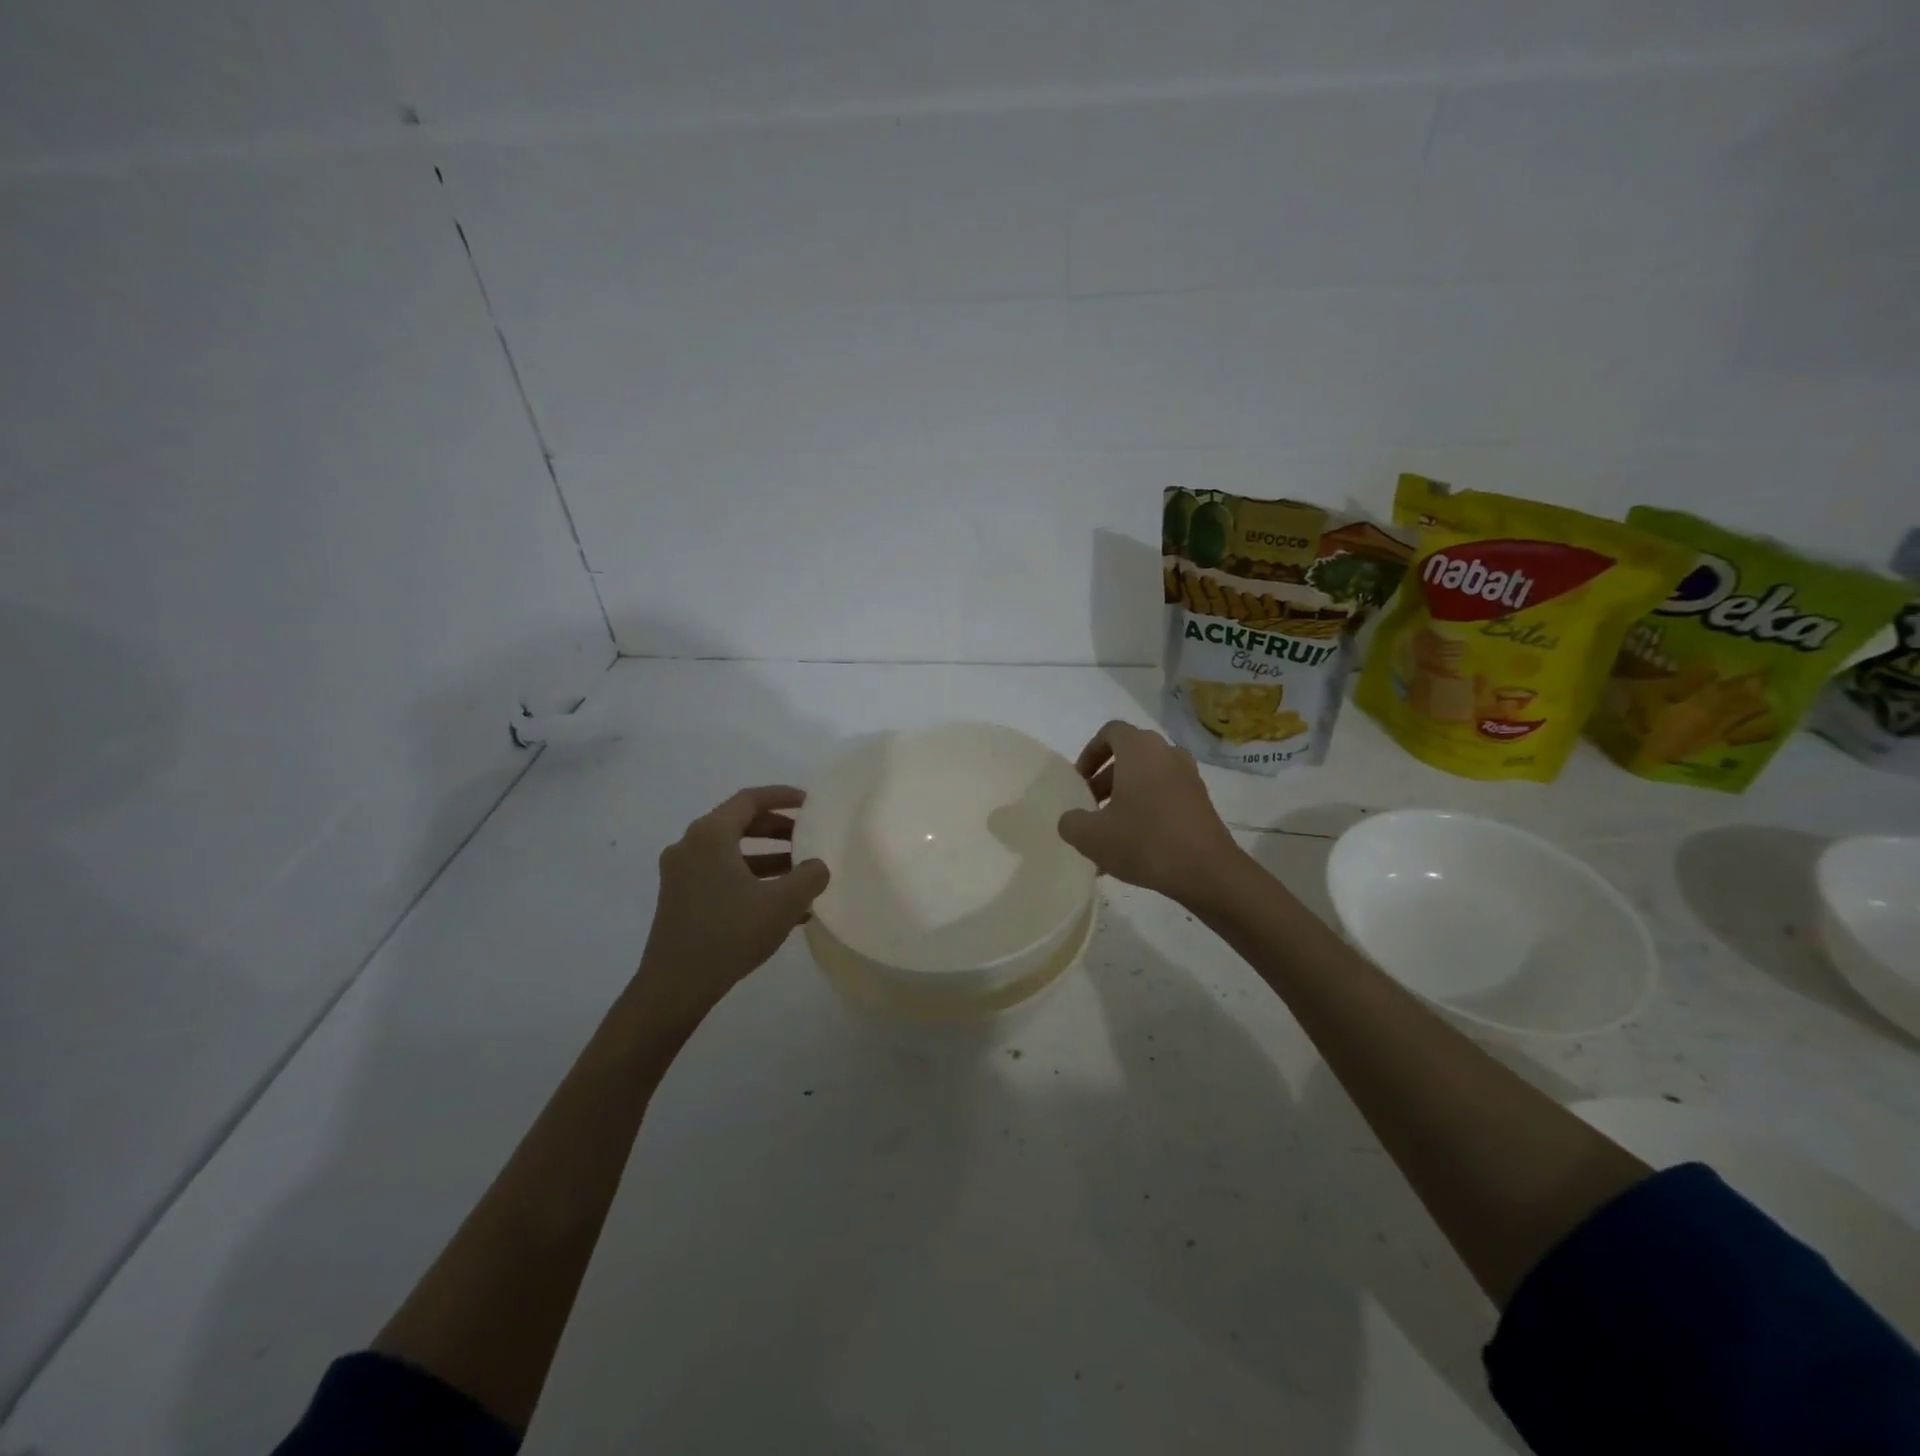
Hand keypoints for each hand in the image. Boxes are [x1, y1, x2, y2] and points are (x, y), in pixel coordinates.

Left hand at [633, 786, 830, 1027]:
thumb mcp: (782, 903)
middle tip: (808, 837)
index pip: (750, 799)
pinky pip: (721, 874)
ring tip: (800, 873)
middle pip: (739, 823)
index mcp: (710, 835)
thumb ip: (809, 876)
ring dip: (767, 857)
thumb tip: (817, 866)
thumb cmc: (729, 934)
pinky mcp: (679, 898)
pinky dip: (750, 878)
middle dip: (777, 829)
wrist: (675, 987)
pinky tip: (780, 904)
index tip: (810, 802)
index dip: (783, 796)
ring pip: (731, 852)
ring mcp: (680, 873)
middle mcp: (690, 845)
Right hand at [1056, 721, 1245, 906]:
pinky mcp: (1201, 801)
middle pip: (1129, 756)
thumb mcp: (1091, 836)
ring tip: (1110, 833)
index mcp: (1140, 749)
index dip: (1089, 753)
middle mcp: (1167, 753)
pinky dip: (1147, 810)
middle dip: (1105, 780)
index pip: (1110, 732)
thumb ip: (1071, 822)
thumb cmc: (1144, 841)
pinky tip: (1134, 847)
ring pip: (1147, 778)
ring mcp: (1189, 777)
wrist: (1207, 871)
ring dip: (1125, 798)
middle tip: (1091, 808)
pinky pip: (1165, 796)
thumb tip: (1073, 819)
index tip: (1080, 781)